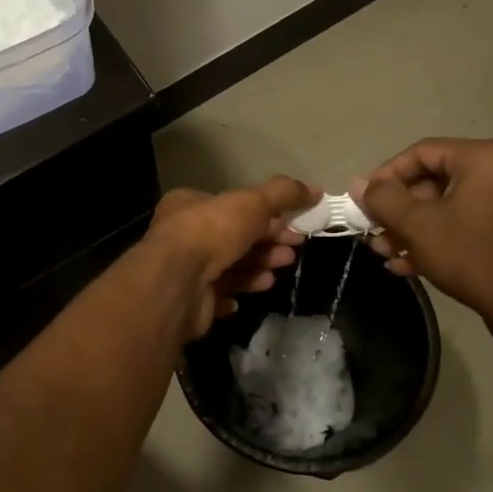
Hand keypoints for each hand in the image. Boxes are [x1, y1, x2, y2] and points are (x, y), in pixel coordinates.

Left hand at [146, 177, 315, 341]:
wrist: (177, 285)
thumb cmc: (211, 233)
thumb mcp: (252, 203)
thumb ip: (283, 194)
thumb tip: (315, 189)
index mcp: (189, 205)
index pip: (232, 207)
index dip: (266, 214)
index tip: (294, 225)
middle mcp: (182, 236)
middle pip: (233, 238)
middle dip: (266, 243)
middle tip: (293, 250)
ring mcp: (184, 271)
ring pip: (228, 267)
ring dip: (257, 268)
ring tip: (279, 272)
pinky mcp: (190, 301)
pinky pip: (218, 296)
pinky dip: (237, 293)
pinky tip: (253, 292)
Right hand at [357, 138, 492, 335]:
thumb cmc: (470, 254)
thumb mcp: (417, 225)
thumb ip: (382, 198)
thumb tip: (358, 184)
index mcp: (485, 158)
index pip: (422, 152)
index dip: (386, 175)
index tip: (364, 200)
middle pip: (434, 181)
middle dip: (399, 210)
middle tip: (374, 232)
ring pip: (448, 206)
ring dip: (413, 228)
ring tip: (386, 252)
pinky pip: (467, 223)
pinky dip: (438, 238)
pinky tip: (410, 264)